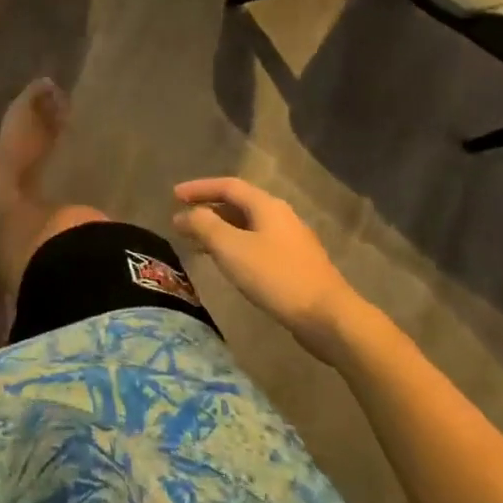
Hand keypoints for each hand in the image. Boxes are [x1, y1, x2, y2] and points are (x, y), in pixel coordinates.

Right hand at [172, 179, 369, 363]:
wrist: (328, 317)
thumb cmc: (276, 276)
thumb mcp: (231, 248)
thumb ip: (204, 226)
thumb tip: (185, 214)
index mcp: (266, 206)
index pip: (227, 186)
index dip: (199, 188)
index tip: (173, 196)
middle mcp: (280, 217)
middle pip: (238, 205)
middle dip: (207, 210)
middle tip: (182, 222)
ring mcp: (290, 241)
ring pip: (246, 226)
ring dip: (219, 230)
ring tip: (196, 244)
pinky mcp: (294, 264)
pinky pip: (256, 244)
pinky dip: (234, 246)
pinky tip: (226, 263)